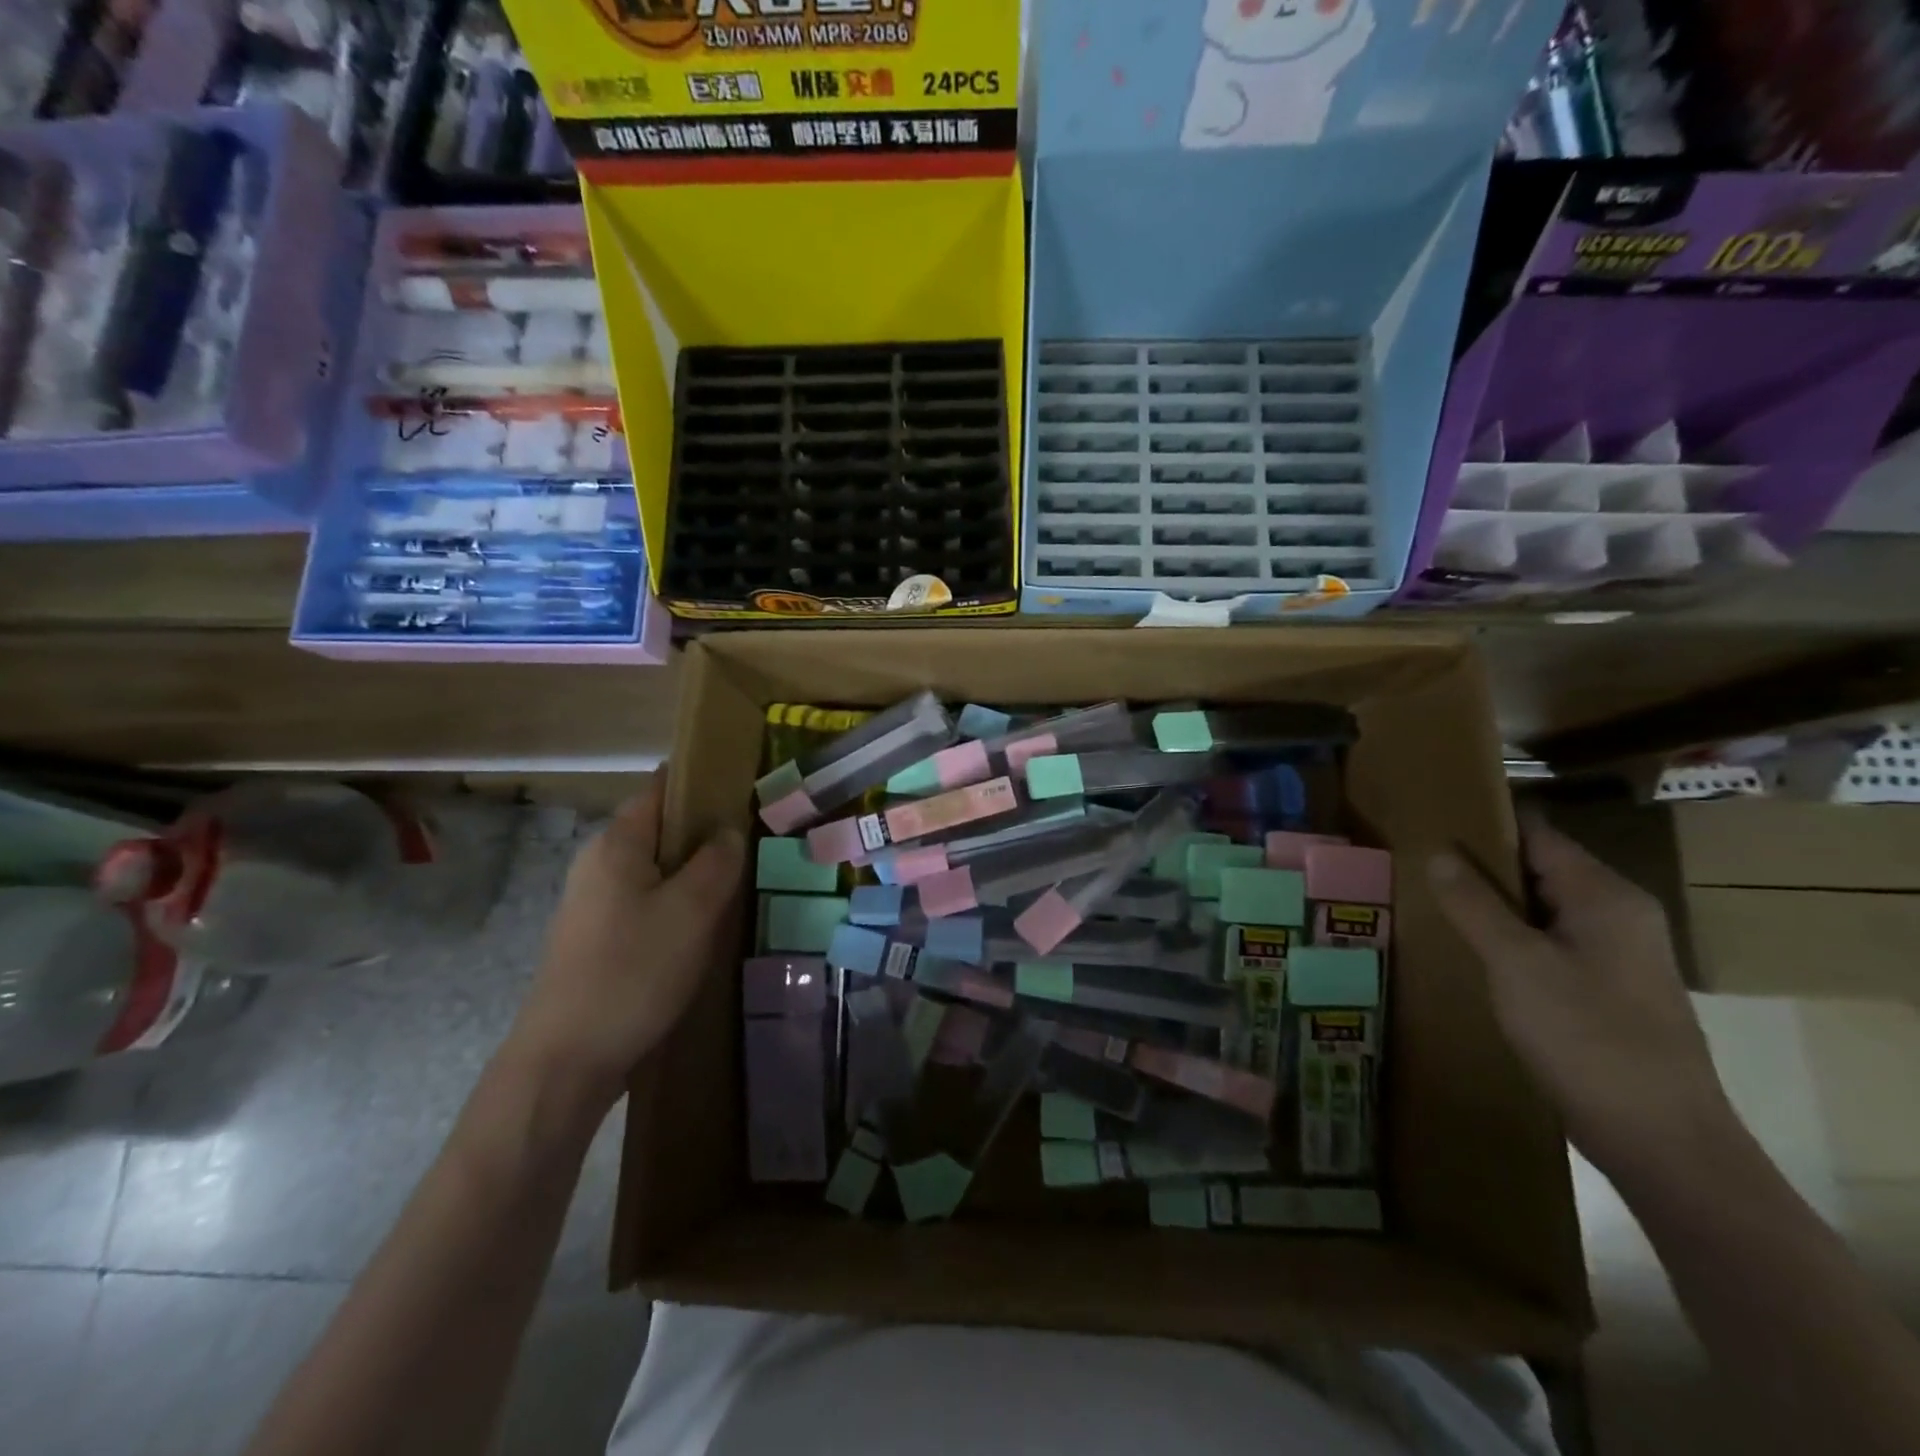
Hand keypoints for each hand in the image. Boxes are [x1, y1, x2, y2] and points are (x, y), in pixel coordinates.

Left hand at [507, 775, 744, 1109]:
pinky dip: (676, 906)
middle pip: (659, 831)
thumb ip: (717, 862)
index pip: (661, 789)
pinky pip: (645, 905)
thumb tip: (729, 831)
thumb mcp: (692, 911)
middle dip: (705, 834)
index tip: (744, 790)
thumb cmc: (634, 972)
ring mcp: (592, 905)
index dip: (701, 783)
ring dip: (693, 875)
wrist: (566, 1061)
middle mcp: (598, 864)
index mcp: (616, 844)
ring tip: (736, 889)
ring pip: (655, 872)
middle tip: (752, 848)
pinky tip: (702, 932)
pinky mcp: (595, 941)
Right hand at [1427, 812, 1738, 1183]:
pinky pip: (1548, 943)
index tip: (1428, 822)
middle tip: (1416, 863)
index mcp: (1604, 896)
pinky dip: (1509, 938)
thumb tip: (1438, 853)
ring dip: (1490, 905)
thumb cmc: (1588, 1038)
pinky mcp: (1607, 989)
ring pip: (1540, 909)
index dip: (1483, 824)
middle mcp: (1618, 914)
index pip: (1536, 834)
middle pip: (1538, 869)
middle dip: (1479, 866)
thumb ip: (1473, 904)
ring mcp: (1616, 954)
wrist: (1663, 1141)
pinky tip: (1469, 950)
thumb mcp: (1515, 963)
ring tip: (1429, 901)